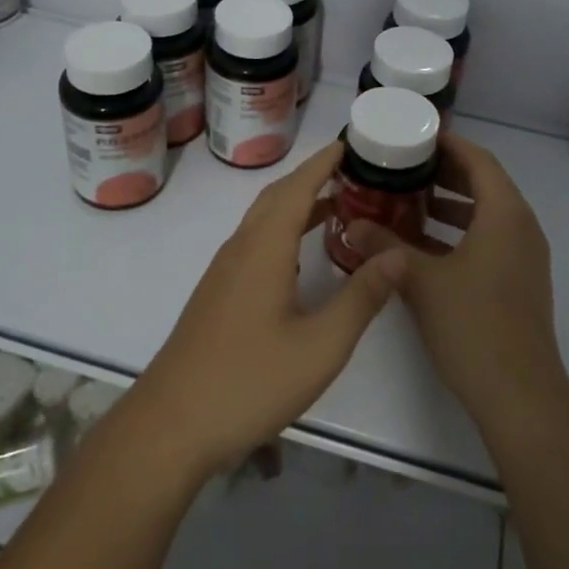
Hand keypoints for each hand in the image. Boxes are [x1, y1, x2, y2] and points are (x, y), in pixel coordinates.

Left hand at [135, 141, 406, 477]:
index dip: (323, 162)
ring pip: (264, 221)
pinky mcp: (218, 295)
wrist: (171, 425)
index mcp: (264, 248)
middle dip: (313, 177)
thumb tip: (397, 254)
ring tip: (339, 207)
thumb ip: (362, 296)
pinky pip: (256, 243)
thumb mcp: (321, 344)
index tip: (350, 143)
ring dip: (298, 205)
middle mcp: (241, 248)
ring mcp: (224, 272)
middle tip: (354, 173)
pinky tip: (302, 257)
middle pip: (277, 197)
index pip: (297, 187)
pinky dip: (284, 232)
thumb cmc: (249, 381)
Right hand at [347, 134, 566, 429]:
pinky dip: (460, 234)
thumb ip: (385, 247)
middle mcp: (521, 227)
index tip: (416, 138)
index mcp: (505, 214)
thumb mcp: (421, 280)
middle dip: (445, 174)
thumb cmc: (473, 324)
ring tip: (409, 203)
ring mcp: (524, 257)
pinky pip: (490, 240)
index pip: (479, 160)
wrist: (519, 393)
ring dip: (451, 206)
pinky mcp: (519, 282)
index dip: (449, 145)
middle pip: (485, 184)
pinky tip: (424, 247)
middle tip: (405, 169)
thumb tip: (352, 225)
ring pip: (487, 215)